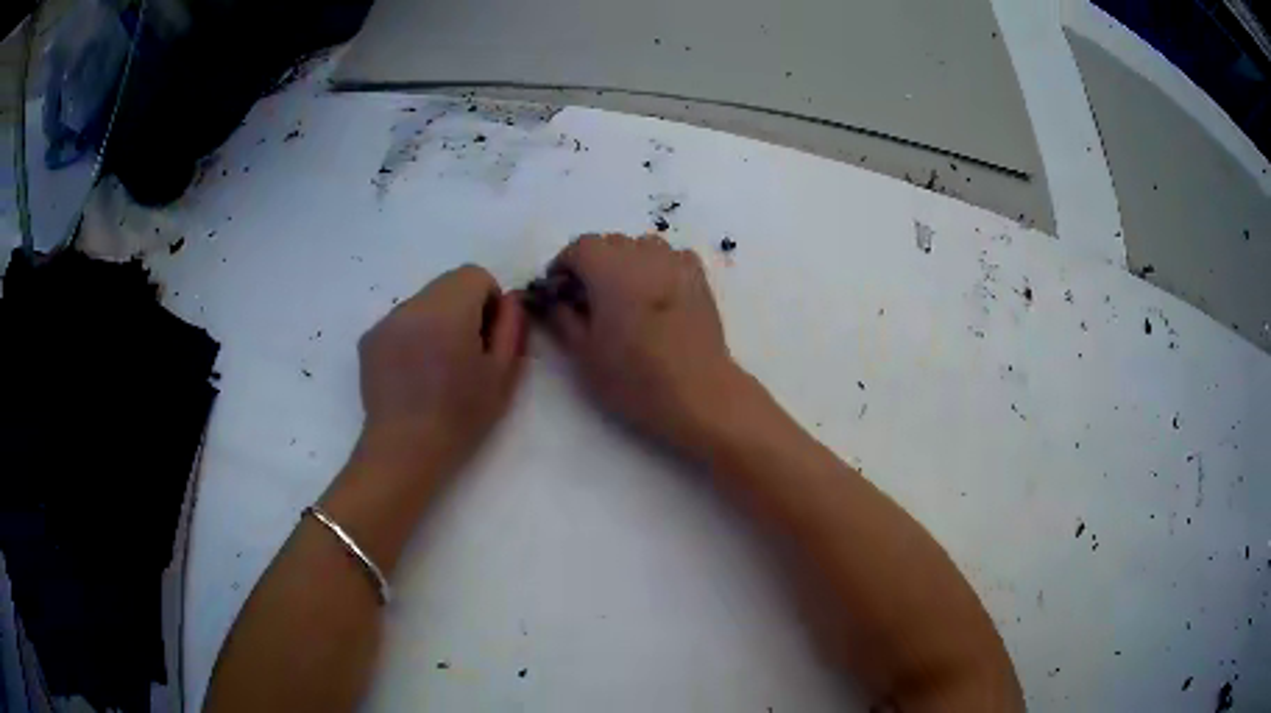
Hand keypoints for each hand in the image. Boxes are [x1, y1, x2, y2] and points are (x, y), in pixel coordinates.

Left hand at [356, 265, 526, 476]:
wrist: (405, 449)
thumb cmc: (460, 415)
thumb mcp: (502, 374)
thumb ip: (512, 327)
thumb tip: (510, 299)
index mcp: (449, 307)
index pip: (475, 275)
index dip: (489, 302)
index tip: (487, 339)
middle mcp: (413, 304)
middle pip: (447, 285)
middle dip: (462, 310)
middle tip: (464, 356)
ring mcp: (386, 321)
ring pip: (423, 304)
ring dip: (436, 323)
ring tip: (436, 369)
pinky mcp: (369, 340)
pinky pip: (400, 323)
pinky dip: (412, 337)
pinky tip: (413, 375)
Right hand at [544, 234, 742, 455]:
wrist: (698, 392)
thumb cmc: (634, 377)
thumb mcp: (584, 353)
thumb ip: (563, 318)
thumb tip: (556, 300)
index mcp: (609, 269)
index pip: (578, 248)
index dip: (564, 266)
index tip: (559, 292)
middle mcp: (642, 255)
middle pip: (610, 243)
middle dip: (593, 264)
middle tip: (589, 300)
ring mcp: (675, 262)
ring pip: (641, 246)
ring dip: (626, 262)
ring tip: (625, 297)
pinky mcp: (699, 278)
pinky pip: (671, 257)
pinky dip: (657, 267)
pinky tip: (657, 295)